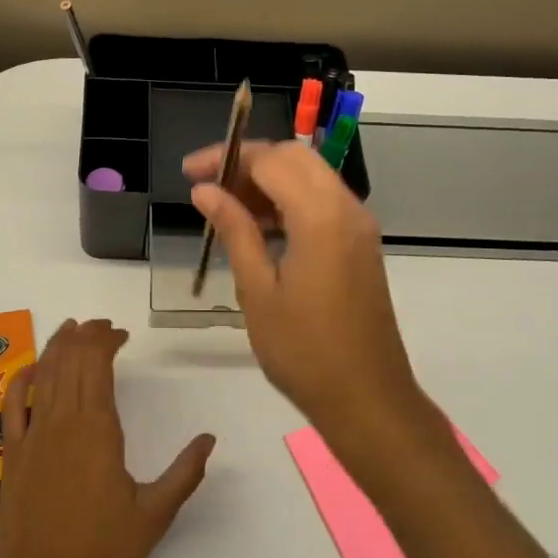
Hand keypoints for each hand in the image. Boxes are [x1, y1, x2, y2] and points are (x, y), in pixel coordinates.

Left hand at [0, 319, 214, 557]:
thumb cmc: (101, 552)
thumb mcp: (154, 516)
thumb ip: (184, 474)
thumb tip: (209, 438)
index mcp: (97, 430)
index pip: (97, 366)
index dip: (106, 341)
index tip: (122, 335)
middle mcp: (62, 421)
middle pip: (70, 362)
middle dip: (85, 336)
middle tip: (101, 326)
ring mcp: (33, 434)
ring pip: (44, 375)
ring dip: (57, 347)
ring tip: (71, 328)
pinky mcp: (13, 452)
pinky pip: (13, 405)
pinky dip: (21, 380)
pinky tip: (31, 368)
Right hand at [184, 140, 418, 434]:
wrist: (367, 400)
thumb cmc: (304, 350)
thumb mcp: (257, 289)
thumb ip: (234, 230)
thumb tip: (204, 190)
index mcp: (321, 216)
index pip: (270, 160)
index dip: (226, 158)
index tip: (189, 173)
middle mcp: (346, 208)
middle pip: (294, 157)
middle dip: (248, 161)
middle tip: (208, 185)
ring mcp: (358, 226)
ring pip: (310, 176)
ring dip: (268, 180)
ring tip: (225, 207)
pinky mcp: (360, 244)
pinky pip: (322, 202)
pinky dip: (289, 200)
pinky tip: (259, 227)